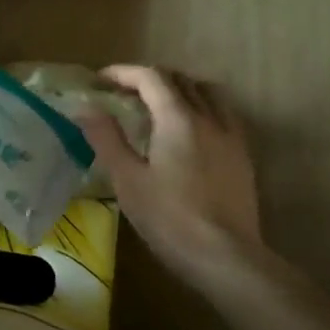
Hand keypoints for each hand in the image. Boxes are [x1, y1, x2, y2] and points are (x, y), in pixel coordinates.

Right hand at [76, 65, 263, 290]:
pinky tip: (189, 133)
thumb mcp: (127, 179)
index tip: (101, 81)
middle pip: (181, 80)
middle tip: (124, 94)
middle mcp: (209, 117)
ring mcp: (231, 136)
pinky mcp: (243, 156)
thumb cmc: (169, 218)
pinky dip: (201, 109)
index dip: (124, 73)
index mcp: (178, 118)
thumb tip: (85, 107)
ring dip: (180, 90)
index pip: (151, 77)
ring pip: (207, 93)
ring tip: (159, 107)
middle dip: (150, 79)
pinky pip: (223, 115)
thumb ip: (106, 138)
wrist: (225, 257)